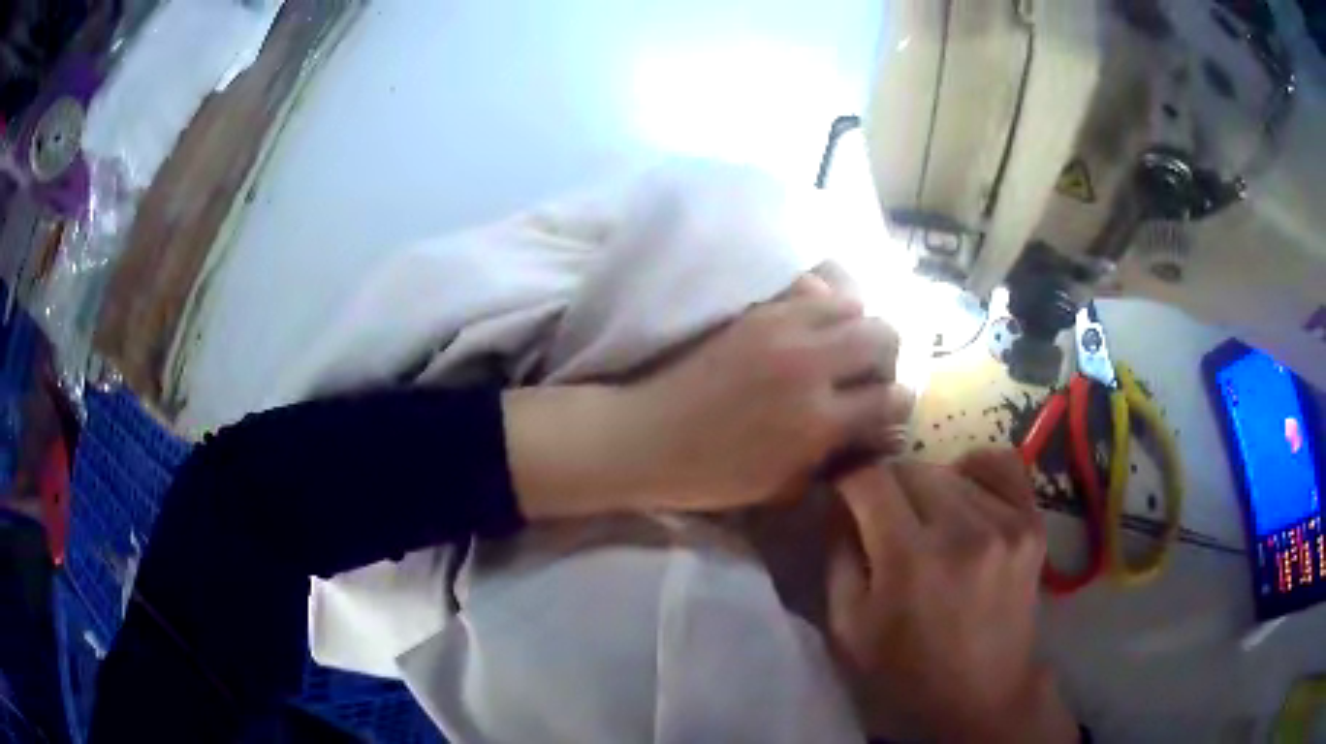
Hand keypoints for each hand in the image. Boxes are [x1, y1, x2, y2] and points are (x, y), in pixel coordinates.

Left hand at [506, 276, 913, 517]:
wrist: (647, 437)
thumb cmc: (713, 476)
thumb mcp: (784, 485)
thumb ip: (834, 456)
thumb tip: (871, 434)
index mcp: (819, 421)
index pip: (891, 399)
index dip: (899, 405)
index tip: (889, 410)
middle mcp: (811, 367)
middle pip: (884, 335)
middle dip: (888, 356)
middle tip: (869, 373)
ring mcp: (782, 330)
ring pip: (853, 302)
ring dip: (858, 323)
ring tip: (841, 345)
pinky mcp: (757, 312)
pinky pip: (810, 289)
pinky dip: (824, 301)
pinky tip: (812, 323)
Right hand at [826, 448, 1076, 741]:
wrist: (982, 698)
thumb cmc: (905, 674)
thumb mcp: (848, 628)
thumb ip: (839, 555)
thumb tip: (839, 502)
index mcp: (909, 559)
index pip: (870, 478)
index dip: (847, 478)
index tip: (841, 493)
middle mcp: (963, 530)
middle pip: (911, 467)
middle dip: (885, 487)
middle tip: (881, 519)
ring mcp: (1006, 523)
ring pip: (950, 469)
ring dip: (928, 489)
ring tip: (925, 524)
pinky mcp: (1032, 524)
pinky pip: (1001, 465)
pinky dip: (975, 472)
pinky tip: (965, 498)